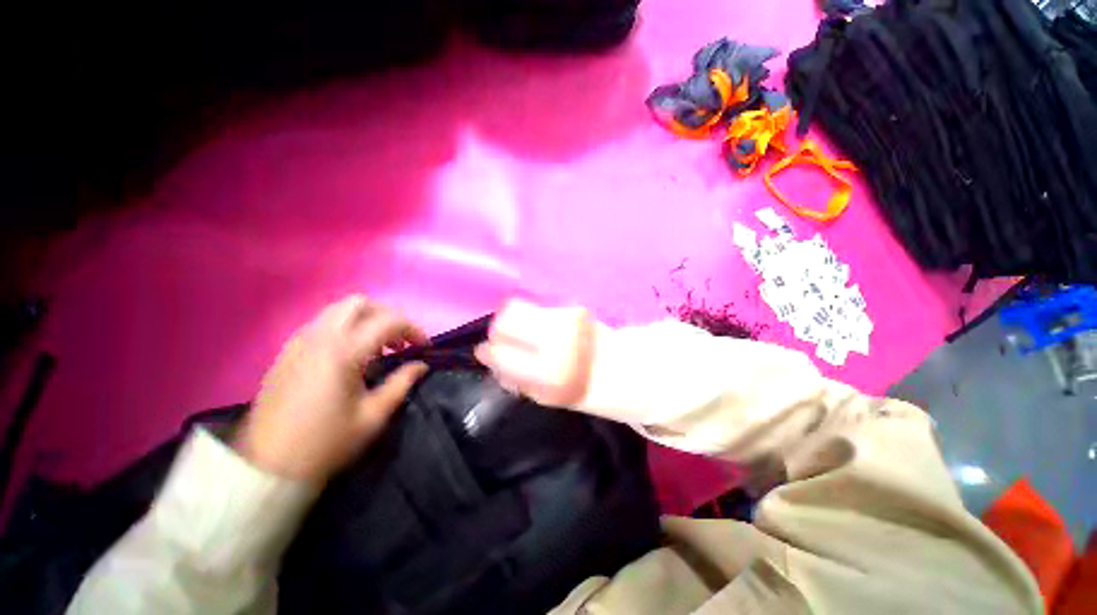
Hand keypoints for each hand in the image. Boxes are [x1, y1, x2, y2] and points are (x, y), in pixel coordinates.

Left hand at [236, 295, 428, 482]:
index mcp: (344, 351)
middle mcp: (319, 337)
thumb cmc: (326, 443)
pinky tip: (349, 355)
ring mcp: (298, 342)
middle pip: (359, 303)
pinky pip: (320, 325)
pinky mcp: (285, 353)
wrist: (267, 467)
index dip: (413, 329)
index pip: (389, 321)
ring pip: (337, 310)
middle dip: (387, 315)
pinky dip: (343, 329)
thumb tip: (421, 365)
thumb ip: (401, 383)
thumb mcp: (373, 416)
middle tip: (399, 340)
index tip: (424, 346)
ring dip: (364, 320)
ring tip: (377, 348)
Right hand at [474, 299, 595, 408]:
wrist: (622, 368)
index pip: (500, 354)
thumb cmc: (581, 389)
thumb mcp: (545, 397)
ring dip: (512, 320)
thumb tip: (489, 362)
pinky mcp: (572, 309)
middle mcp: (554, 342)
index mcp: (546, 374)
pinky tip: (539, 327)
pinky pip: (536, 308)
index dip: (487, 352)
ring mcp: (564, 321)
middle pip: (505, 322)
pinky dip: (531, 317)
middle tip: (502, 339)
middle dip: (497, 331)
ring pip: (517, 308)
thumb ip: (515, 380)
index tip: (485, 352)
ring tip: (520, 331)